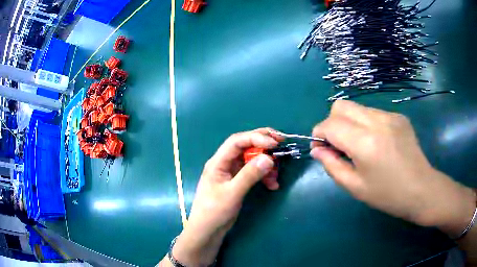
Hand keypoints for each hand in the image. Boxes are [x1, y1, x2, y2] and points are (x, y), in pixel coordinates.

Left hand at [171, 128, 280, 265]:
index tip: (274, 143)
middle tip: (281, 143)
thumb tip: (269, 158)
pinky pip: (254, 172)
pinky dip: (264, 176)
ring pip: (252, 160)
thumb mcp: (232, 193)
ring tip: (276, 176)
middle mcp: (225, 163)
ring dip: (266, 164)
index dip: (256, 138)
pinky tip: (272, 185)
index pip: (237, 141)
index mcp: (218, 162)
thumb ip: (249, 175)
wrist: (208, 230)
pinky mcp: (238, 182)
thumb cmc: (214, 211)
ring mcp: (232, 172)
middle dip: (263, 144)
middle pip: (245, 146)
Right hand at [311, 100, 475, 237]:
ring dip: (350, 123)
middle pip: (341, 105)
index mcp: (365, 142)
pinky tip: (378, 143)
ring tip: (361, 146)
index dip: (319, 133)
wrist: (421, 189)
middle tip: (340, 145)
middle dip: (333, 123)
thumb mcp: (354, 187)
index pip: (330, 124)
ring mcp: (390, 115)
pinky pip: (373, 113)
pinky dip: (366, 124)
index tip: (321, 147)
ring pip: (357, 108)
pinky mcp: (399, 116)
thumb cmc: (387, 194)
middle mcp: (377, 121)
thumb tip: (317, 149)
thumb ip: (332, 165)